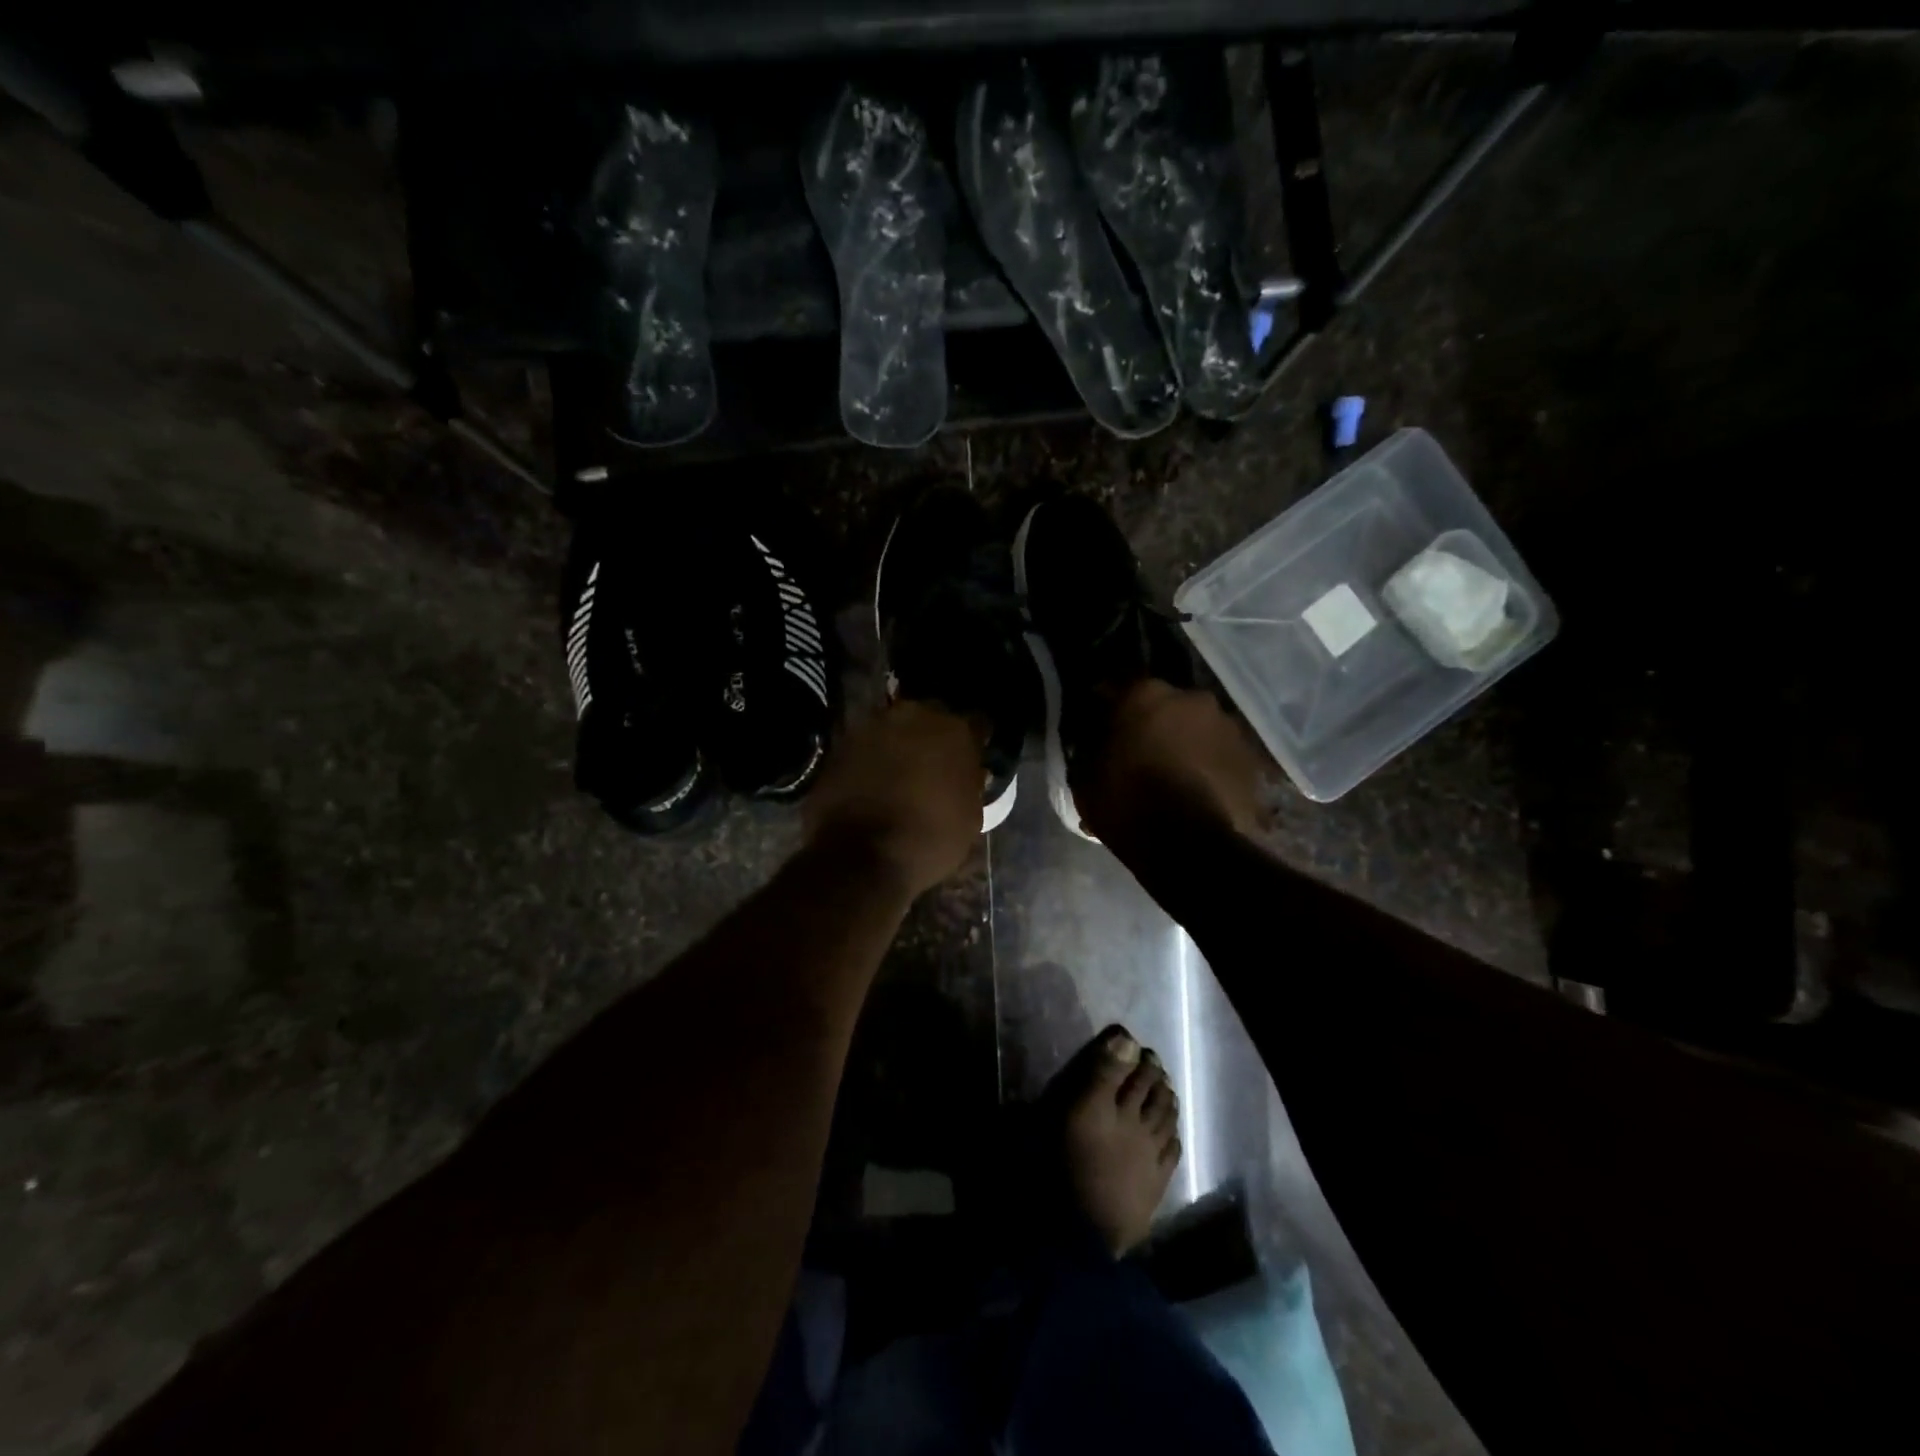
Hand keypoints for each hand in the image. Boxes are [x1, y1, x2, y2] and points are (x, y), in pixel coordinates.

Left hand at [803, 701, 982, 900]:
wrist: (860, 856)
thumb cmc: (928, 841)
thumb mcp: (970, 819)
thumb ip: (970, 784)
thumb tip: (967, 775)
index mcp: (957, 732)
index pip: (978, 725)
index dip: (976, 743)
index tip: (973, 760)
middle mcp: (917, 715)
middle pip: (934, 717)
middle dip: (936, 737)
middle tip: (935, 764)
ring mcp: (876, 725)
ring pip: (897, 727)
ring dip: (902, 744)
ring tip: (901, 773)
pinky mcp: (843, 741)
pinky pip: (868, 744)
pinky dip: (873, 757)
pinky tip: (874, 781)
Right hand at [1072, 680, 1265, 846]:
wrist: (1191, 848)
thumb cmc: (1128, 805)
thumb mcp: (1085, 778)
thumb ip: (1089, 748)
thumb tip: (1094, 740)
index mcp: (1144, 694)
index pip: (1116, 687)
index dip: (1106, 707)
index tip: (1098, 726)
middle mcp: (1191, 698)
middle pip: (1164, 704)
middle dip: (1152, 723)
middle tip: (1140, 751)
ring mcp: (1228, 726)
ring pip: (1197, 728)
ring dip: (1185, 742)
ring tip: (1174, 774)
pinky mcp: (1252, 757)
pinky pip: (1221, 754)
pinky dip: (1209, 765)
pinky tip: (1199, 789)